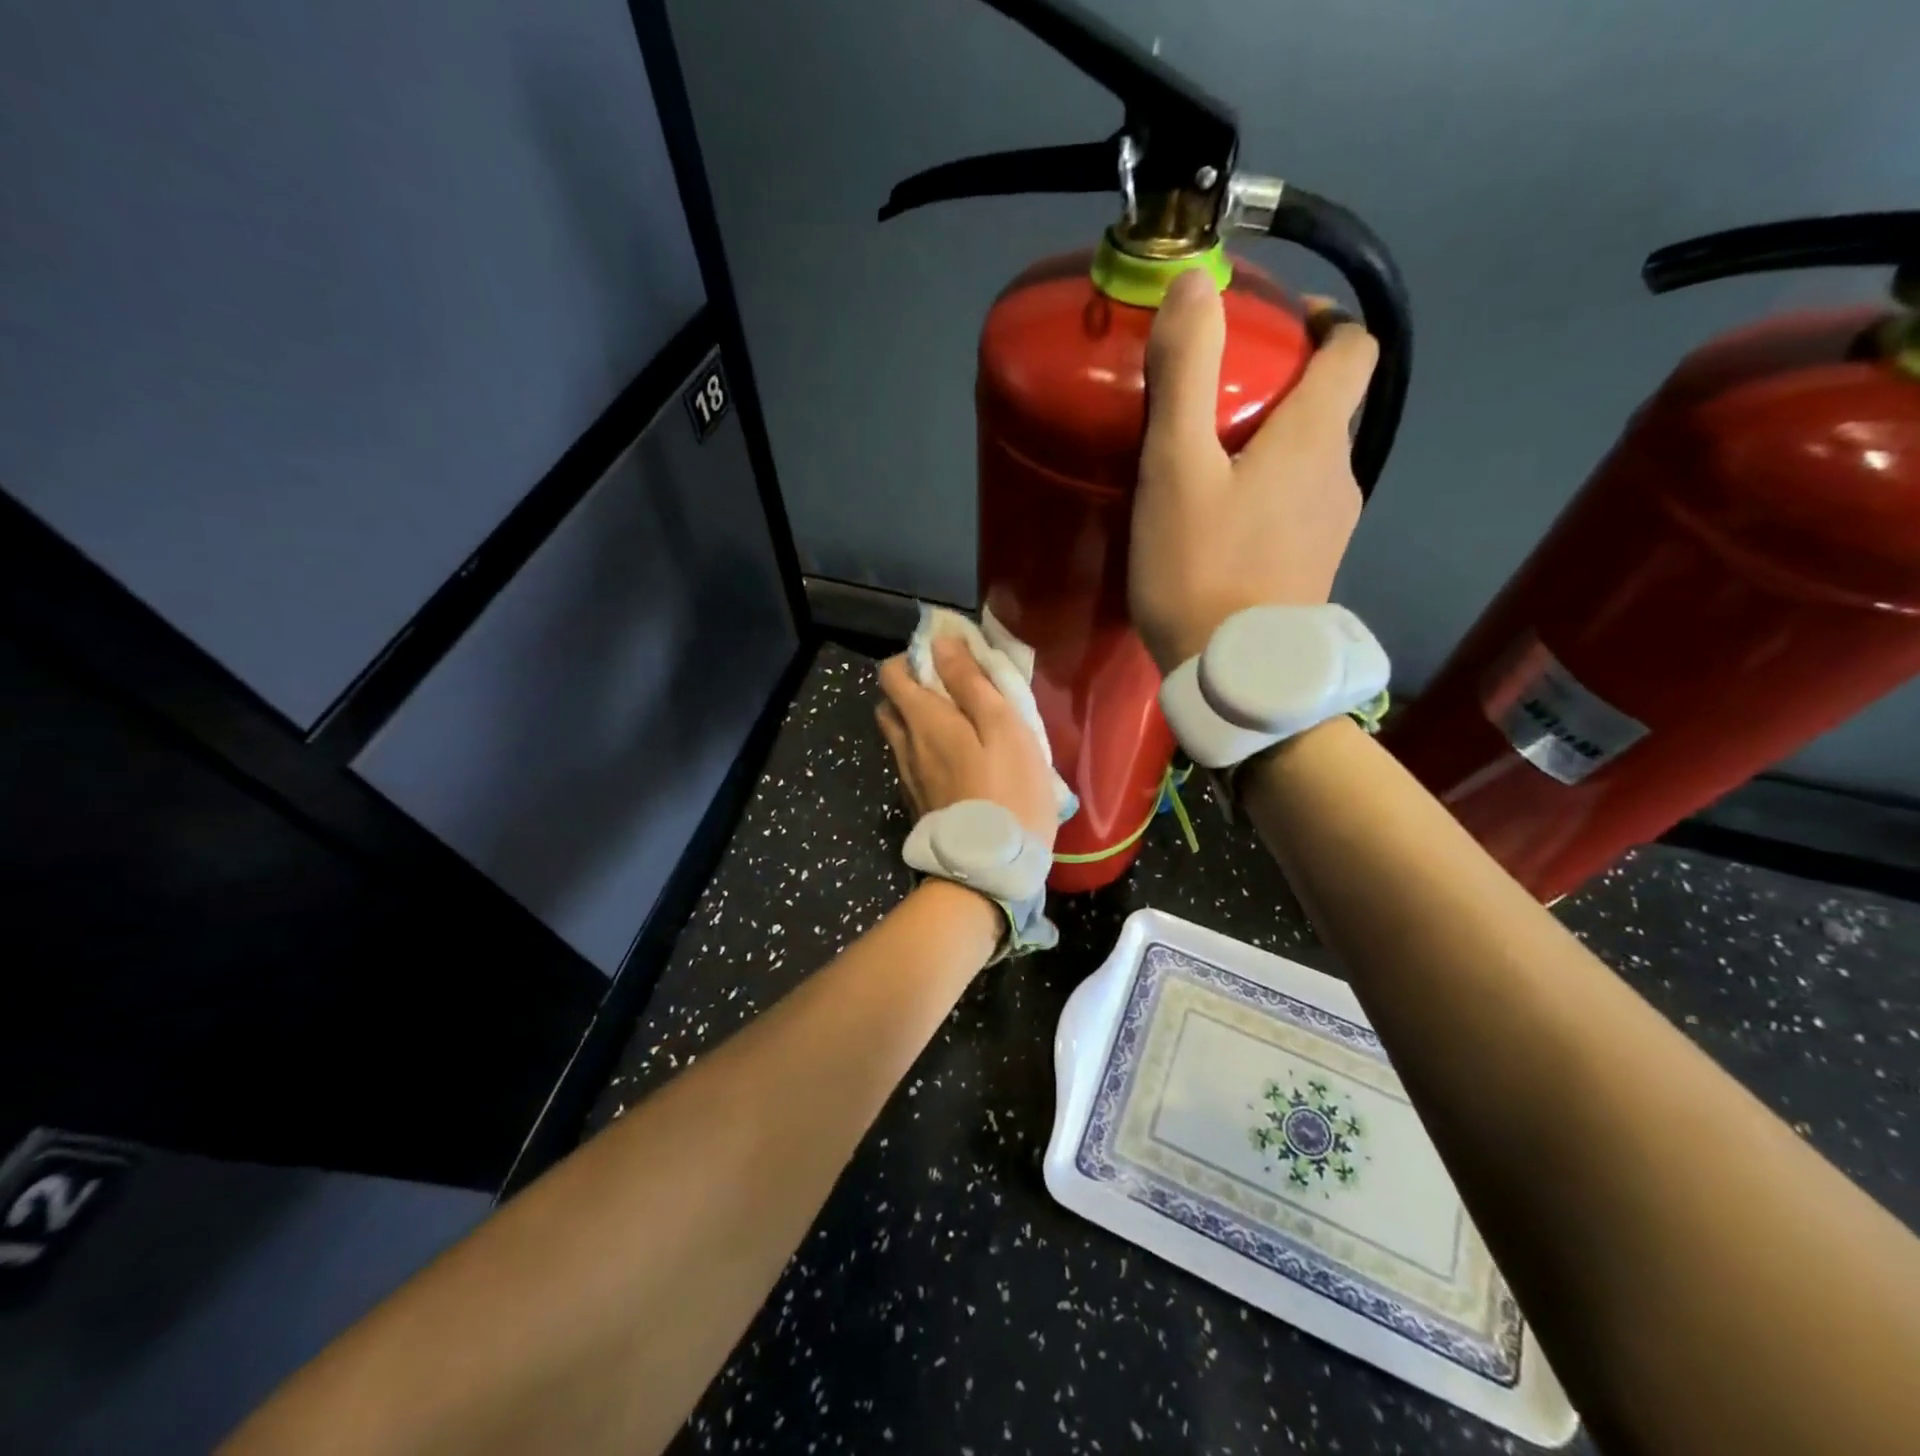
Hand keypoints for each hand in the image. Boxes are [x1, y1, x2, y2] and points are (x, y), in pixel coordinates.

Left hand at [875, 638, 1058, 851]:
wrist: (989, 869)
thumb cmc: (1008, 791)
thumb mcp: (1003, 728)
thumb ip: (970, 683)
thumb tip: (942, 644)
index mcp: (923, 720)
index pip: (892, 672)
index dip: (915, 658)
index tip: (948, 661)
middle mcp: (905, 745)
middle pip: (890, 703)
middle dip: (913, 689)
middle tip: (954, 693)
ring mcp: (907, 776)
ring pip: (899, 734)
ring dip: (919, 721)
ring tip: (960, 727)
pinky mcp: (917, 801)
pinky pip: (910, 762)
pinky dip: (925, 750)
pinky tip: (958, 762)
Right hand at [1129, 270, 1377, 672]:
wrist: (1234, 674)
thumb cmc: (1200, 567)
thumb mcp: (1176, 468)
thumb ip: (1186, 375)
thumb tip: (1195, 283)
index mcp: (1317, 437)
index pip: (1354, 349)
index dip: (1323, 324)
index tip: (1274, 329)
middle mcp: (1341, 474)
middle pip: (1329, 407)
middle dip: (1281, 390)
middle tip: (1214, 406)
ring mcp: (1332, 527)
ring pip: (1311, 462)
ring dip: (1272, 449)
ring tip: (1210, 468)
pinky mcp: (1313, 568)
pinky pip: (1298, 508)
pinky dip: (1269, 495)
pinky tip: (1223, 524)